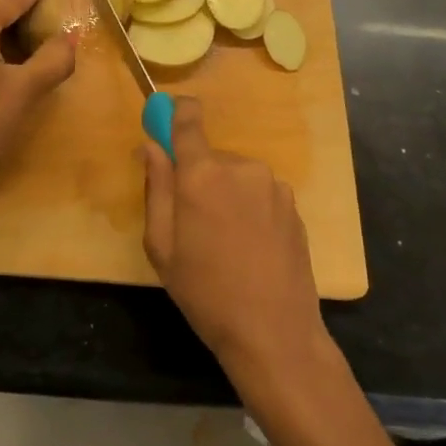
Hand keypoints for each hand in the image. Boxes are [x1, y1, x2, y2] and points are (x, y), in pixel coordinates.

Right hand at [141, 97, 325, 378]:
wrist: (274, 333)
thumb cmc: (205, 292)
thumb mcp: (162, 246)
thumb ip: (156, 188)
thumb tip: (151, 146)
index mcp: (202, 174)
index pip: (188, 120)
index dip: (176, 111)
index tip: (166, 116)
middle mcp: (240, 167)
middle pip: (210, 156)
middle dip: (198, 176)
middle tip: (193, 221)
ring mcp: (272, 185)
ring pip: (236, 175)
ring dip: (226, 193)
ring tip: (224, 240)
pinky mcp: (293, 205)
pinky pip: (259, 192)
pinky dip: (249, 207)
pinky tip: (250, 246)